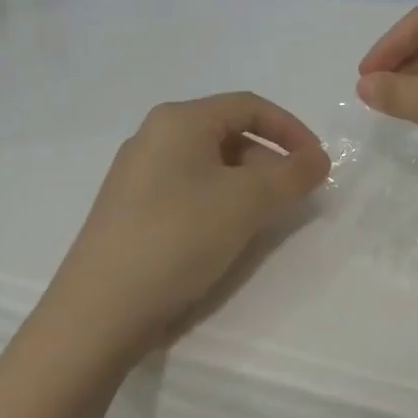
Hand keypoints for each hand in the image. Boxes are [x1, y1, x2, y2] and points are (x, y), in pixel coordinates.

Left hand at [47, 92, 330, 361]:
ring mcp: (136, 173)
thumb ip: (293, 175)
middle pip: (228, 133)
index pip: (249, 106)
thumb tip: (318, 158)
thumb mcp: (248, 202)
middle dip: (269, 160)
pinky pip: (186, 188)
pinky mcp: (128, 208)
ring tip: (262, 219)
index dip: (291, 129)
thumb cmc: (179, 238)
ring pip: (208, 164)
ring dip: (246, 183)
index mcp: (179, 120)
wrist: (99, 312)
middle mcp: (153, 136)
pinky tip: (223, 235)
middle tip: (292, 196)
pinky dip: (218, 201)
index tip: (317, 163)